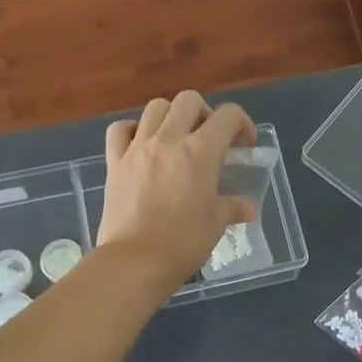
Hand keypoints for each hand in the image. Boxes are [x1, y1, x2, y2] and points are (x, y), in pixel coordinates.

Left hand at [94, 92, 258, 284]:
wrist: (134, 261)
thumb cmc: (183, 242)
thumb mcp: (216, 223)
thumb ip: (232, 207)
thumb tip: (247, 207)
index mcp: (201, 151)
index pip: (228, 115)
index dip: (242, 123)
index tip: (243, 145)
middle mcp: (169, 139)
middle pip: (189, 100)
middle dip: (204, 113)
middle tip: (208, 139)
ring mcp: (138, 147)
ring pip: (155, 107)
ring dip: (170, 116)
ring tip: (175, 139)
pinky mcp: (114, 161)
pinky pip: (119, 130)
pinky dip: (131, 130)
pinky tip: (140, 145)